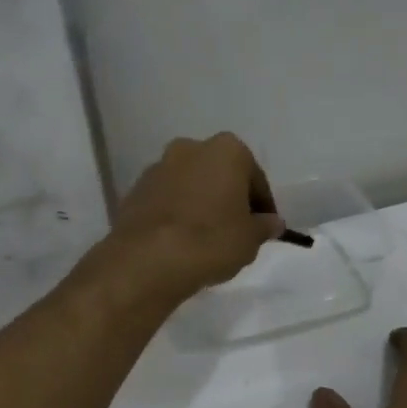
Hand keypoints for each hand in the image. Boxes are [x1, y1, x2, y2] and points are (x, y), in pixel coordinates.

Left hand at [99, 133, 285, 306]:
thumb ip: (264, 226)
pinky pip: (166, 201)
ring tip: (206, 238)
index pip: (254, 178)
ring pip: (189, 185)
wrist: (148, 259)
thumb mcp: (250, 239)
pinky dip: (175, 215)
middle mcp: (190, 148)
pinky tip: (180, 241)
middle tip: (235, 230)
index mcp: (226, 150)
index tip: (264, 228)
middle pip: (218, 174)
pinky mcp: (134, 191)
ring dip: (199, 204)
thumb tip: (272, 222)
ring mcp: (157, 168)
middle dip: (228, 197)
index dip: (262, 205)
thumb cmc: (211, 240)